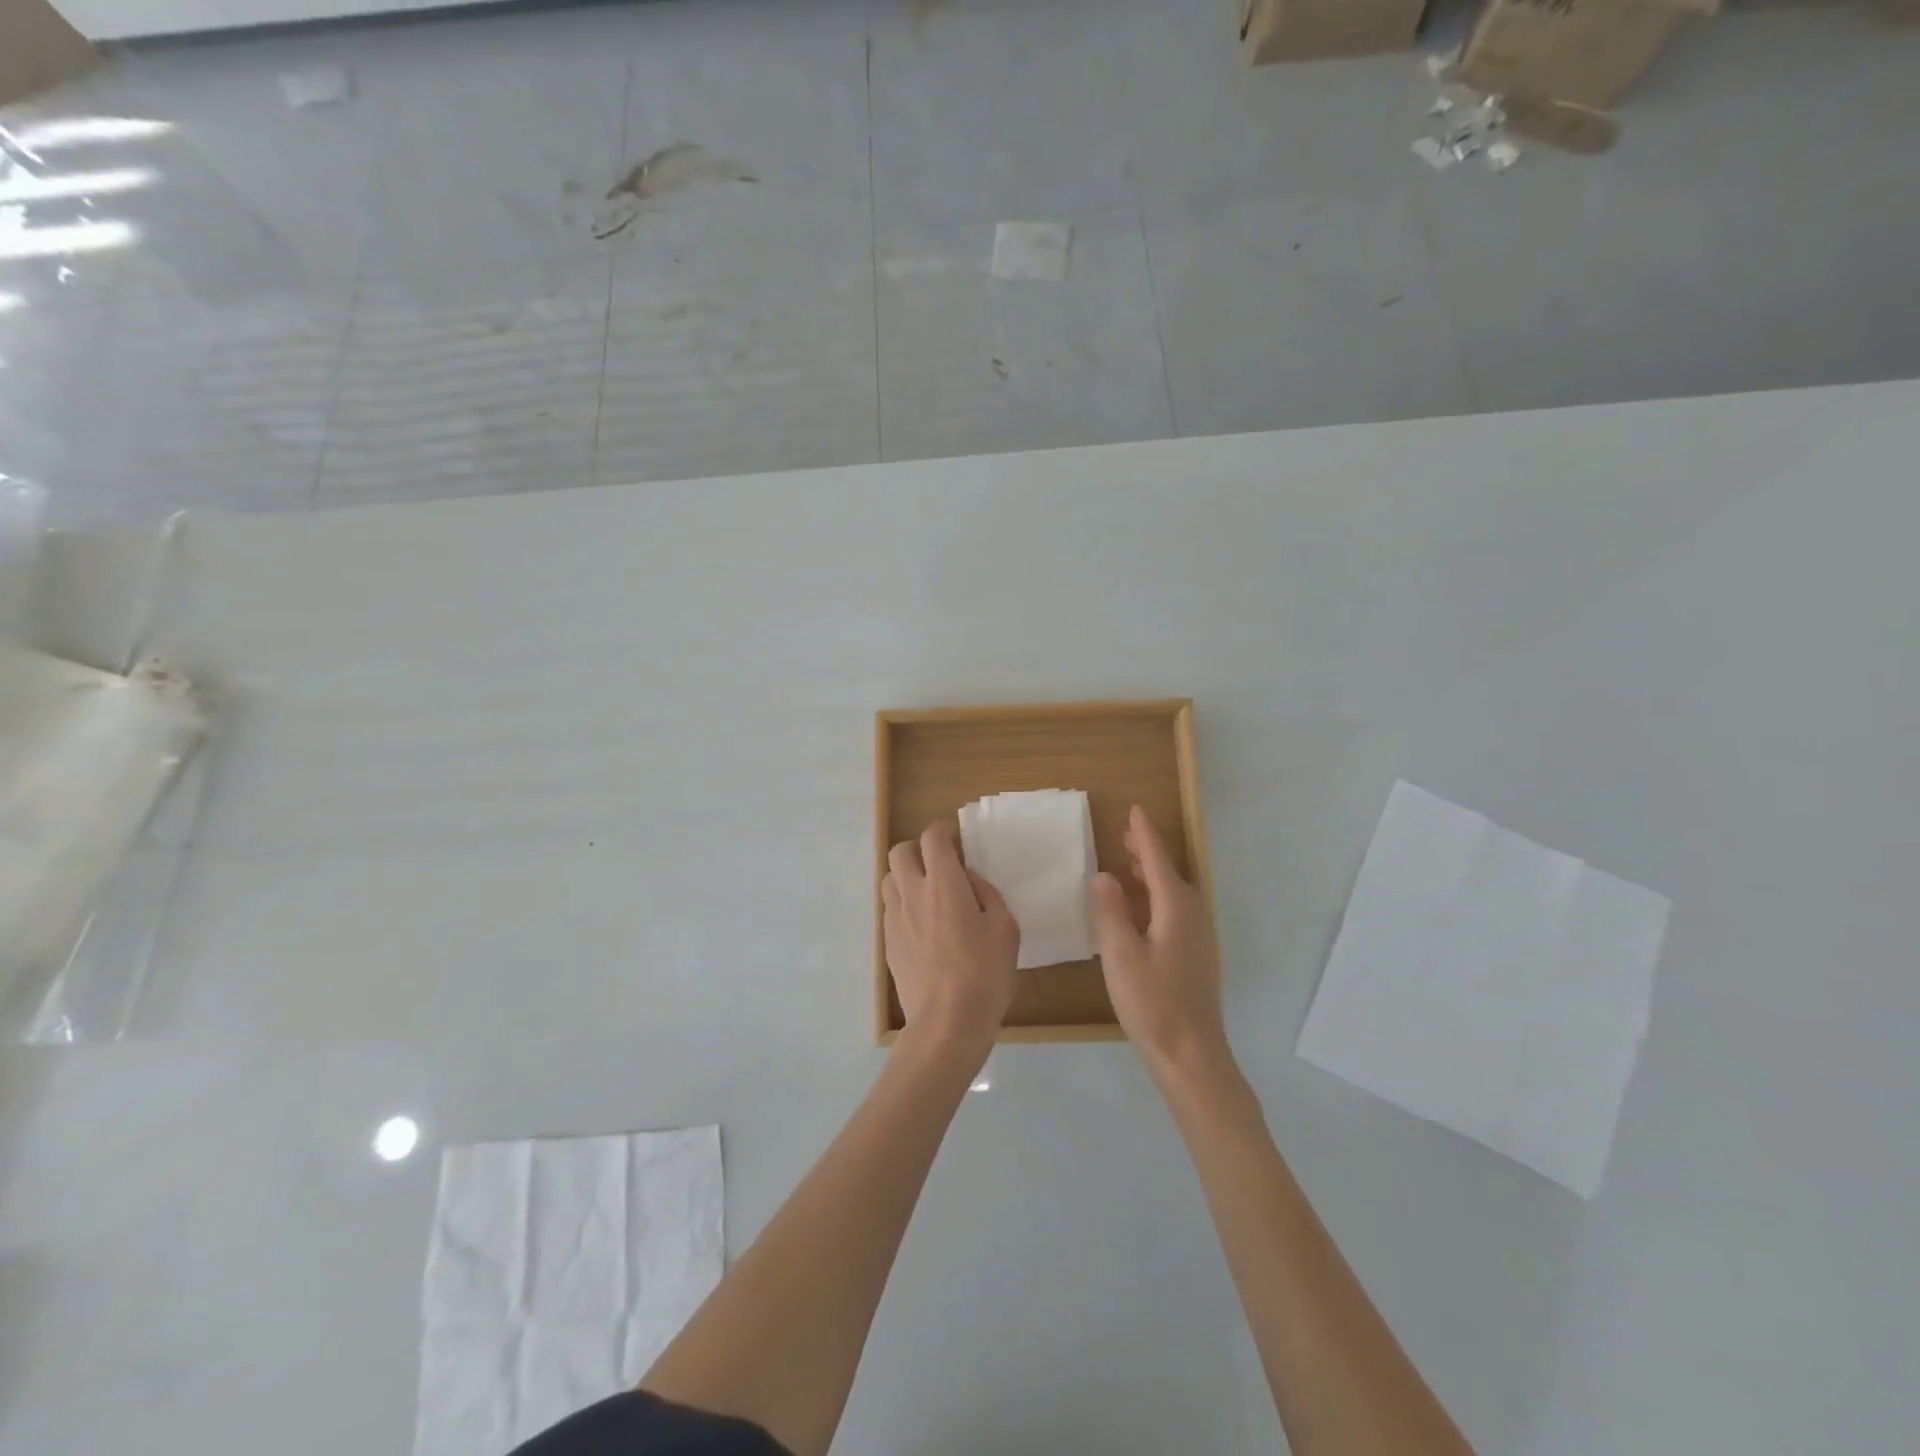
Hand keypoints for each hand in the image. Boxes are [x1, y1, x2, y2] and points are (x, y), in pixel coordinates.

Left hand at [882, 822, 1019, 1055]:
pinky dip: (903, 904)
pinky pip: (890, 909)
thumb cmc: (984, 973)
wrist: (946, 1022)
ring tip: (928, 892)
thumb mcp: (1005, 928)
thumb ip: (986, 894)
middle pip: (899, 851)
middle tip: (939, 862)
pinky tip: (923, 925)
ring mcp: (895, 919)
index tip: (955, 837)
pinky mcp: (888, 944)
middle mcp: (912, 893)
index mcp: (943, 883)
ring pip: (889, 879)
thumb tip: (968, 880)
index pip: (932, 838)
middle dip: (917, 848)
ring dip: (906, 876)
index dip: (942, 830)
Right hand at [1088, 805, 1228, 1082]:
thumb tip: (1103, 875)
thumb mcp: (1121, 956)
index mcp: (1176, 909)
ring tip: (1127, 867)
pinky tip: (1138, 912)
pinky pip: (1173, 912)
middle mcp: (1192, 915)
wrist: (1191, 1055)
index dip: (1144, 834)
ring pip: (1172, 894)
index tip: (1134, 809)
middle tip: (1124, 834)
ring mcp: (1198, 937)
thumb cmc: (1153, 1003)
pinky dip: (1154, 898)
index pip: (1157, 860)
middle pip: (1168, 873)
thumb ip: (1109, 912)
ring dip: (1151, 876)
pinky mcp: (1195, 956)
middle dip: (1147, 852)